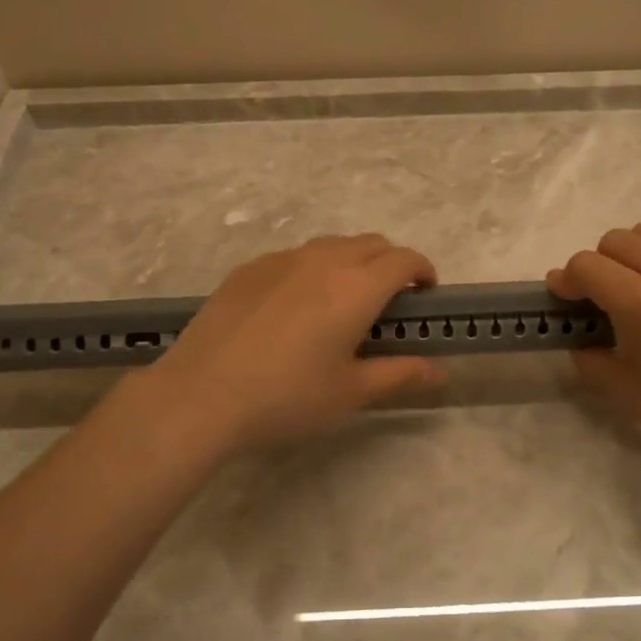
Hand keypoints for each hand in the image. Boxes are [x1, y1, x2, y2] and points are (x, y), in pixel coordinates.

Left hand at [122, 234, 445, 456]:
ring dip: (352, 262)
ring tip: (342, 303)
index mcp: (356, 287)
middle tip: (388, 303)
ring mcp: (282, 259)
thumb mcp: (350, 392)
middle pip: (372, 243)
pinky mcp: (250, 268)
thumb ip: (400, 375)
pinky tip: (294, 308)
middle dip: (391, 264)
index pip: (404, 260)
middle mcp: (323, 260)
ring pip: (332, 245)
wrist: (200, 394)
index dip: (423, 271)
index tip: (426, 294)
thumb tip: (440, 372)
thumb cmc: (286, 397)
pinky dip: (313, 269)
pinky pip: (295, 256)